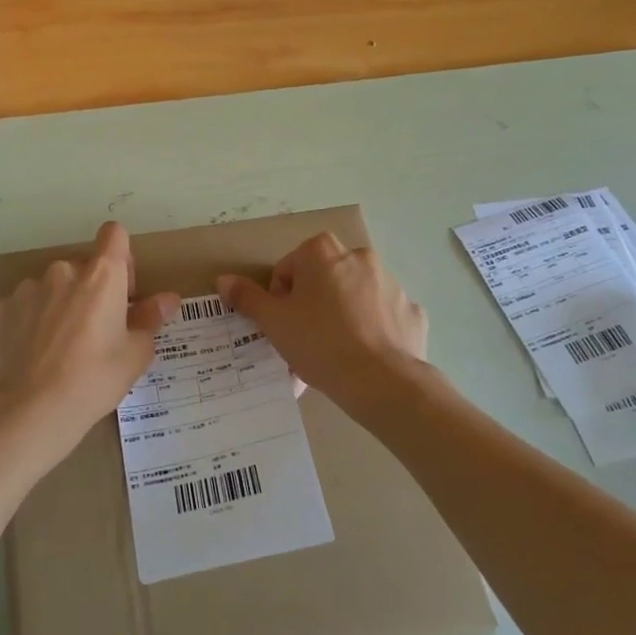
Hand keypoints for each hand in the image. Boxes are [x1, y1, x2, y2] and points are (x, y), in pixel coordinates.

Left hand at [0, 222, 178, 472]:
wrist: (31, 410)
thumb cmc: (94, 380)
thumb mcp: (135, 354)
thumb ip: (150, 318)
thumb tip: (168, 298)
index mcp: (102, 276)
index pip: (114, 234)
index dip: (121, 257)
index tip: (123, 290)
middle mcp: (64, 271)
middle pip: (83, 267)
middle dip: (90, 290)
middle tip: (94, 332)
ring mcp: (28, 288)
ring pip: (52, 287)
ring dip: (59, 304)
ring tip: (59, 347)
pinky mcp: (0, 308)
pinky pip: (24, 306)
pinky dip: (30, 321)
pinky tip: (33, 353)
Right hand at [219, 233, 427, 407]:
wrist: (381, 381)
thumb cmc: (319, 343)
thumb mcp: (273, 322)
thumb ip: (247, 297)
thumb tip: (224, 280)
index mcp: (322, 252)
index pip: (288, 268)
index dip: (280, 297)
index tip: (283, 325)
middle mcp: (359, 257)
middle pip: (323, 278)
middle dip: (312, 303)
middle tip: (304, 338)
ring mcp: (391, 283)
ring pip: (354, 296)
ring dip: (341, 314)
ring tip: (333, 353)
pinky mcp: (412, 311)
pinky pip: (383, 316)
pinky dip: (373, 330)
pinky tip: (363, 356)